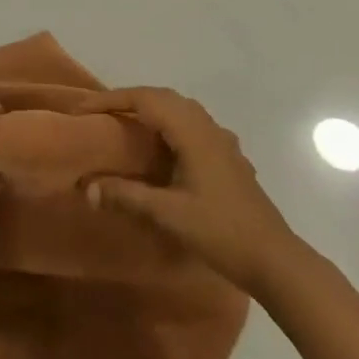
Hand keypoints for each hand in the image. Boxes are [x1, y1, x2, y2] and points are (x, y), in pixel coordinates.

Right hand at [87, 87, 296, 294]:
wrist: (275, 260)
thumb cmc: (221, 232)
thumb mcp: (169, 214)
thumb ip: (126, 196)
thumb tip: (86, 187)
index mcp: (192, 132)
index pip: (145, 100)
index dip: (112, 100)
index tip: (83, 108)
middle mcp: (208, 127)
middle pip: (164, 98)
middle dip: (129, 100)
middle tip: (100, 113)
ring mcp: (222, 142)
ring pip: (181, 110)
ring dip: (152, 109)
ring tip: (126, 124)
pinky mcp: (229, 158)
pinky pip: (192, 126)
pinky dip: (169, 125)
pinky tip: (164, 149)